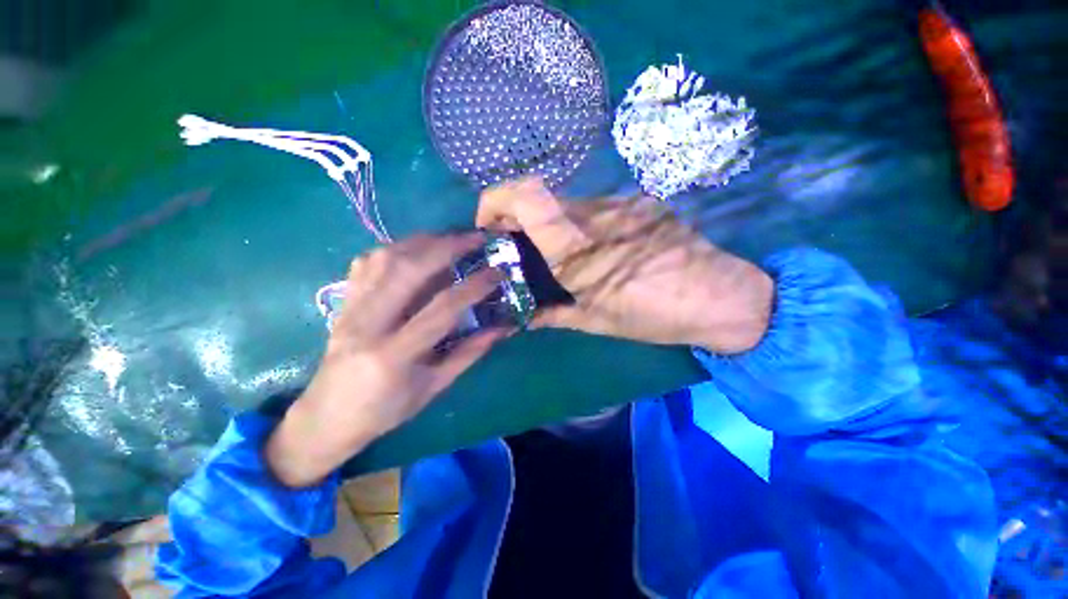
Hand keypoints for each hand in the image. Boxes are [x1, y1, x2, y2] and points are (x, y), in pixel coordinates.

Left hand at [266, 233, 507, 486]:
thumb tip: (503, 327)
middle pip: (409, 269)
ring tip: (451, 238)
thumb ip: (470, 353)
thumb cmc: (385, 410)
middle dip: (448, 247)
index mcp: (394, 354)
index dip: (474, 286)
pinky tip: (415, 249)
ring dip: (423, 241)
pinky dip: (395, 248)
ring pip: (385, 258)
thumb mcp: (434, 387)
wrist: (325, 418)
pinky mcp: (342, 302)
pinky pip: (367, 263)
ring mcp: (350, 308)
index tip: (498, 272)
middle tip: (476, 238)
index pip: (442, 308)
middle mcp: (368, 324)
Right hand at [476, 177, 773, 352]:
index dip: (494, 201)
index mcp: (577, 248)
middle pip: (538, 198)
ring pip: (564, 204)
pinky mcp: (637, 203)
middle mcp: (594, 215)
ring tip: (556, 255)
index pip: (525, 196)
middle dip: (516, 219)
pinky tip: (592, 249)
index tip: (487, 225)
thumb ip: (552, 315)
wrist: (717, 296)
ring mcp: (618, 203)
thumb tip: (523, 316)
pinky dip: (577, 225)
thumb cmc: (652, 314)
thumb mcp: (594, 321)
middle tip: (517, 249)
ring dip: (548, 225)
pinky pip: (592, 209)